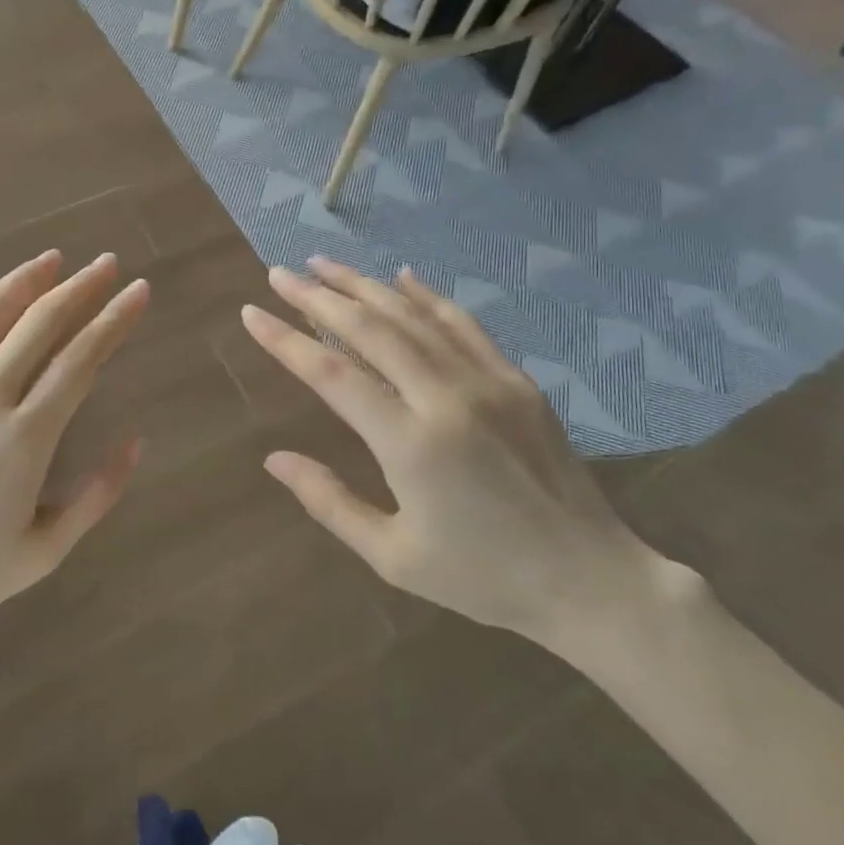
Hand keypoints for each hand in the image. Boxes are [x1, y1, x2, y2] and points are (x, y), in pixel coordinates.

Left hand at [0, 251, 149, 650]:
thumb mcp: (42, 553)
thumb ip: (96, 496)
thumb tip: (136, 442)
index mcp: (23, 438)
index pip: (81, 360)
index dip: (114, 320)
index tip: (138, 290)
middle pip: (39, 324)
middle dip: (80, 288)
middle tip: (105, 263)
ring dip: (22, 281)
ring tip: (52, 259)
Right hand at [241, 258, 659, 650]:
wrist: (591, 580)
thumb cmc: (482, 577)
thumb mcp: (393, 557)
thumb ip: (330, 502)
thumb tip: (274, 458)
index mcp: (411, 444)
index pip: (332, 373)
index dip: (286, 340)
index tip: (252, 313)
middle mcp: (446, 398)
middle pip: (370, 330)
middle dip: (318, 296)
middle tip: (280, 273)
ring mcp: (487, 382)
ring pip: (413, 317)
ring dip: (364, 286)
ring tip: (324, 264)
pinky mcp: (517, 381)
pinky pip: (463, 325)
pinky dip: (427, 296)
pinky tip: (402, 277)